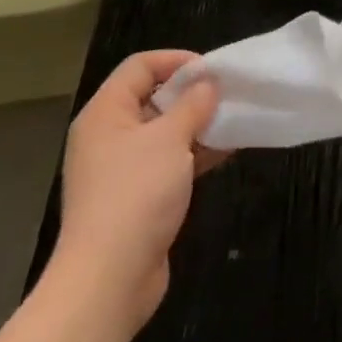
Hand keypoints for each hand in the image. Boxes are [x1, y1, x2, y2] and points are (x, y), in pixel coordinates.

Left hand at [50, 51, 229, 334]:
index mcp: (105, 114)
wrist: (109, 280)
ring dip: (199, 124)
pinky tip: (227, 150)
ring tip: (235, 120)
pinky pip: (169, 160)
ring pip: (165, 131)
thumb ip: (194, 103)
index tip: (213, 71)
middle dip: (193, 93)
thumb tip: (208, 83)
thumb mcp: (170, 138)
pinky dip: (196, 152)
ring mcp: (121, 169)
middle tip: (228, 94)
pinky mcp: (137, 197)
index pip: (140, 66)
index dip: (177, 61)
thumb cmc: (135, 194)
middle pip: (153, 96)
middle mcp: (108, 136)